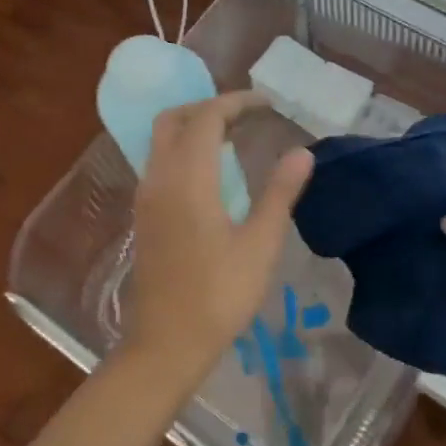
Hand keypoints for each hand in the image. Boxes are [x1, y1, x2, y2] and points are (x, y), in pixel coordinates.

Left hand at [122, 92, 313, 389]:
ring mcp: (146, 197)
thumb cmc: (219, 295)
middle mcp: (159, 178)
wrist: (166, 343)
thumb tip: (302, 152)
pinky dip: (182, 149)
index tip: (267, 104)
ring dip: (193, 127)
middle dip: (207, 106)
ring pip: (161, 140)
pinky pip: (159, 162)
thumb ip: (280, 193)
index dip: (237, 102)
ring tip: (233, 137)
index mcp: (188, 179)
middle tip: (245, 115)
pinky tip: (211, 172)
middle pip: (173, 119)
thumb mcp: (260, 244)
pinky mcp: (143, 215)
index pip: (207, 117)